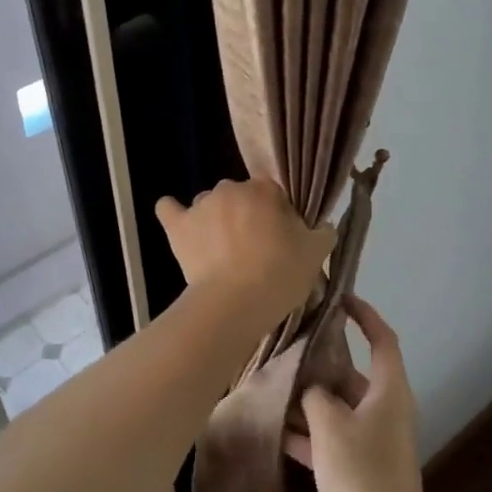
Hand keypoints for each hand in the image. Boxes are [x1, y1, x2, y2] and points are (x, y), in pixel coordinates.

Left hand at [155, 178, 335, 319]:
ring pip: (209, 204)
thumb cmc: (279, 274)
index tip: (281, 239)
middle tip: (254, 249)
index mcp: (265, 189)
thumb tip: (322, 225)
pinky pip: (168, 209)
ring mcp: (201, 205)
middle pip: (240, 197)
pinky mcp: (178, 226)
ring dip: (215, 220)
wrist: (235, 303)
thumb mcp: (317, 254)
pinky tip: (179, 224)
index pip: (273, 193)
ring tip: (221, 252)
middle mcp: (230, 188)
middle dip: (246, 216)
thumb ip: (322, 232)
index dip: (277, 214)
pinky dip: (173, 213)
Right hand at [285, 296, 432, 491]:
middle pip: (354, 374)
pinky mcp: (361, 466)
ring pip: (340, 407)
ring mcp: (374, 439)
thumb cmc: (362, 472)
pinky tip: (277, 432)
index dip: (365, 315)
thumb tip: (310, 389)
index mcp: (389, 391)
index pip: (382, 339)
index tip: (340, 299)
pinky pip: (333, 438)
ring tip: (275, 385)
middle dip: (323, 362)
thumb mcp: (331, 426)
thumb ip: (316, 397)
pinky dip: (310, 434)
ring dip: (312, 400)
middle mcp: (386, 409)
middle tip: (291, 346)